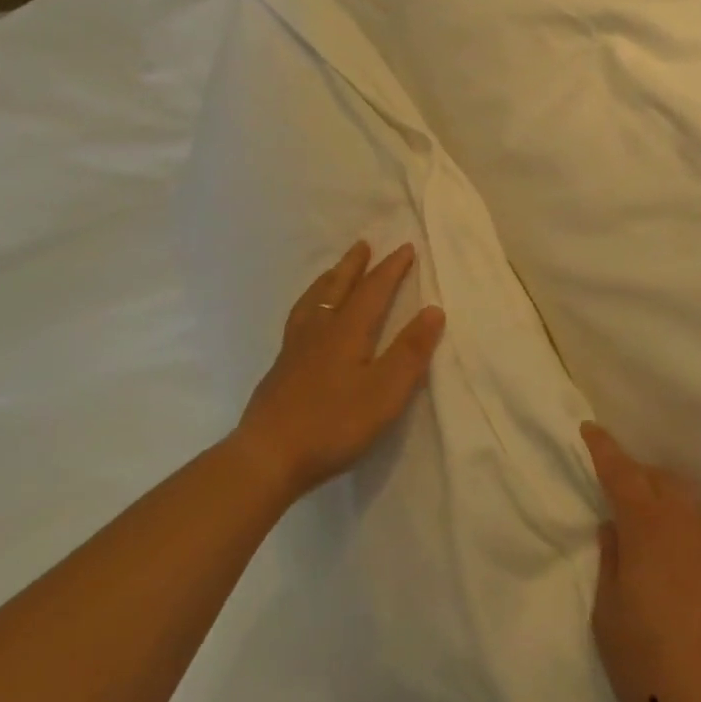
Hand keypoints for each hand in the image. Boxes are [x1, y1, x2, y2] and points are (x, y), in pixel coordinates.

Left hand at [233, 241, 444, 501]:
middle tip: (363, 245)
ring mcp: (295, 349)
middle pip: (337, 287)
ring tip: (333, 271)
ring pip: (313, 301)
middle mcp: (319, 330)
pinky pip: (298, 319)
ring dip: (328, 280)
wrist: (267, 456)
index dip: (391, 269)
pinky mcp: (280, 369)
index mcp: (347, 331)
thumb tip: (433, 310)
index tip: (405, 248)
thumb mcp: (385, 392)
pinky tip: (306, 319)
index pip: (373, 290)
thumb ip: (410, 352)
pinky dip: (308, 305)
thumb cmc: (333, 424)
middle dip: (354, 265)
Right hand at [583, 423, 700, 701]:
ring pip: (698, 511)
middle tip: (627, 499)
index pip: (621, 472)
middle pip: (665, 481)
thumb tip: (616, 530)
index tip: (591, 429)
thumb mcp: (609, 622)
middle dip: (643, 479)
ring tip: (665, 547)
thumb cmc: (656, 672)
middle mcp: (693, 525)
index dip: (604, 448)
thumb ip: (611, 565)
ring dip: (676, 513)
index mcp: (649, 529)